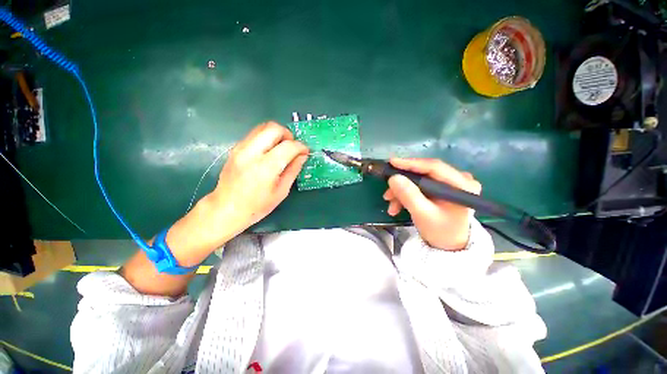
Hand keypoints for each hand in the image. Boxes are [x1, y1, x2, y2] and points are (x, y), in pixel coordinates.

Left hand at [164, 122, 306, 266]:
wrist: (225, 209)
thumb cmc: (257, 206)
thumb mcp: (281, 191)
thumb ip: (293, 170)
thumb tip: (303, 156)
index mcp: (266, 167)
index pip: (288, 146)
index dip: (301, 147)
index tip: (305, 152)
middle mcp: (251, 152)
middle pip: (274, 128)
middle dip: (288, 135)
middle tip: (293, 147)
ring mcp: (240, 148)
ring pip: (263, 127)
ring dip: (277, 134)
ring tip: (282, 149)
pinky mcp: (235, 148)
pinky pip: (255, 134)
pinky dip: (267, 138)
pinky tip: (269, 152)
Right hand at [382, 158, 480, 250]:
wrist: (449, 246)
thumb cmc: (441, 232)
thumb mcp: (423, 214)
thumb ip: (409, 195)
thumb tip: (393, 178)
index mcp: (462, 184)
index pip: (434, 167)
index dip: (411, 163)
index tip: (391, 162)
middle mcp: (458, 179)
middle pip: (424, 174)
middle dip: (402, 184)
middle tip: (387, 193)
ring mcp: (449, 183)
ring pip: (418, 181)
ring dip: (402, 192)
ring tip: (391, 206)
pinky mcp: (440, 188)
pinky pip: (419, 186)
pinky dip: (406, 195)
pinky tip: (397, 206)